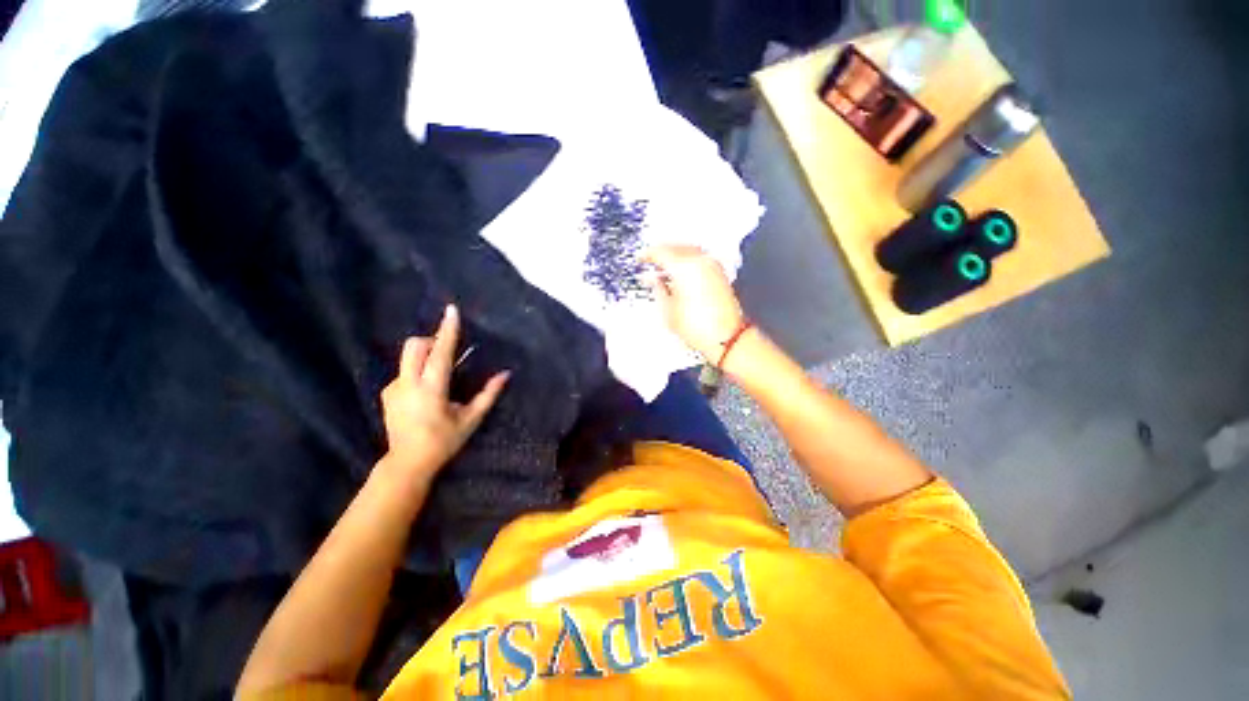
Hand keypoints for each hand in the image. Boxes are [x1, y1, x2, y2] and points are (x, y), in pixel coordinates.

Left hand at [379, 305, 509, 485]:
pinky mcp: (387, 393)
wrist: (407, 463)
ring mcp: (394, 387)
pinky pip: (404, 370)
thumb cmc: (443, 441)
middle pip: (415, 345)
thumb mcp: (471, 419)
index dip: (448, 330)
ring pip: (408, 357)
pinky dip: (418, 371)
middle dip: (432, 340)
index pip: (440, 351)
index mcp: (431, 389)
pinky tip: (426, 391)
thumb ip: (488, 394)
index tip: (451, 310)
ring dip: (426, 356)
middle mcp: (408, 383)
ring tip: (440, 377)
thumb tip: (506, 374)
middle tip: (447, 353)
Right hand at [642, 245, 745, 360]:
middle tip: (651, 261)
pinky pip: (700, 258)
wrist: (725, 337)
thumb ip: (658, 289)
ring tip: (665, 267)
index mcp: (683, 267)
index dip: (647, 254)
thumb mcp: (668, 310)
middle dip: (662, 252)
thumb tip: (653, 280)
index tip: (641, 258)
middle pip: (676, 247)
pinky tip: (682, 272)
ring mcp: (712, 266)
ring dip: (676, 255)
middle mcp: (700, 261)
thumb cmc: (700, 328)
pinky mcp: (720, 273)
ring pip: (689, 250)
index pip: (660, 252)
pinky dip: (688, 261)